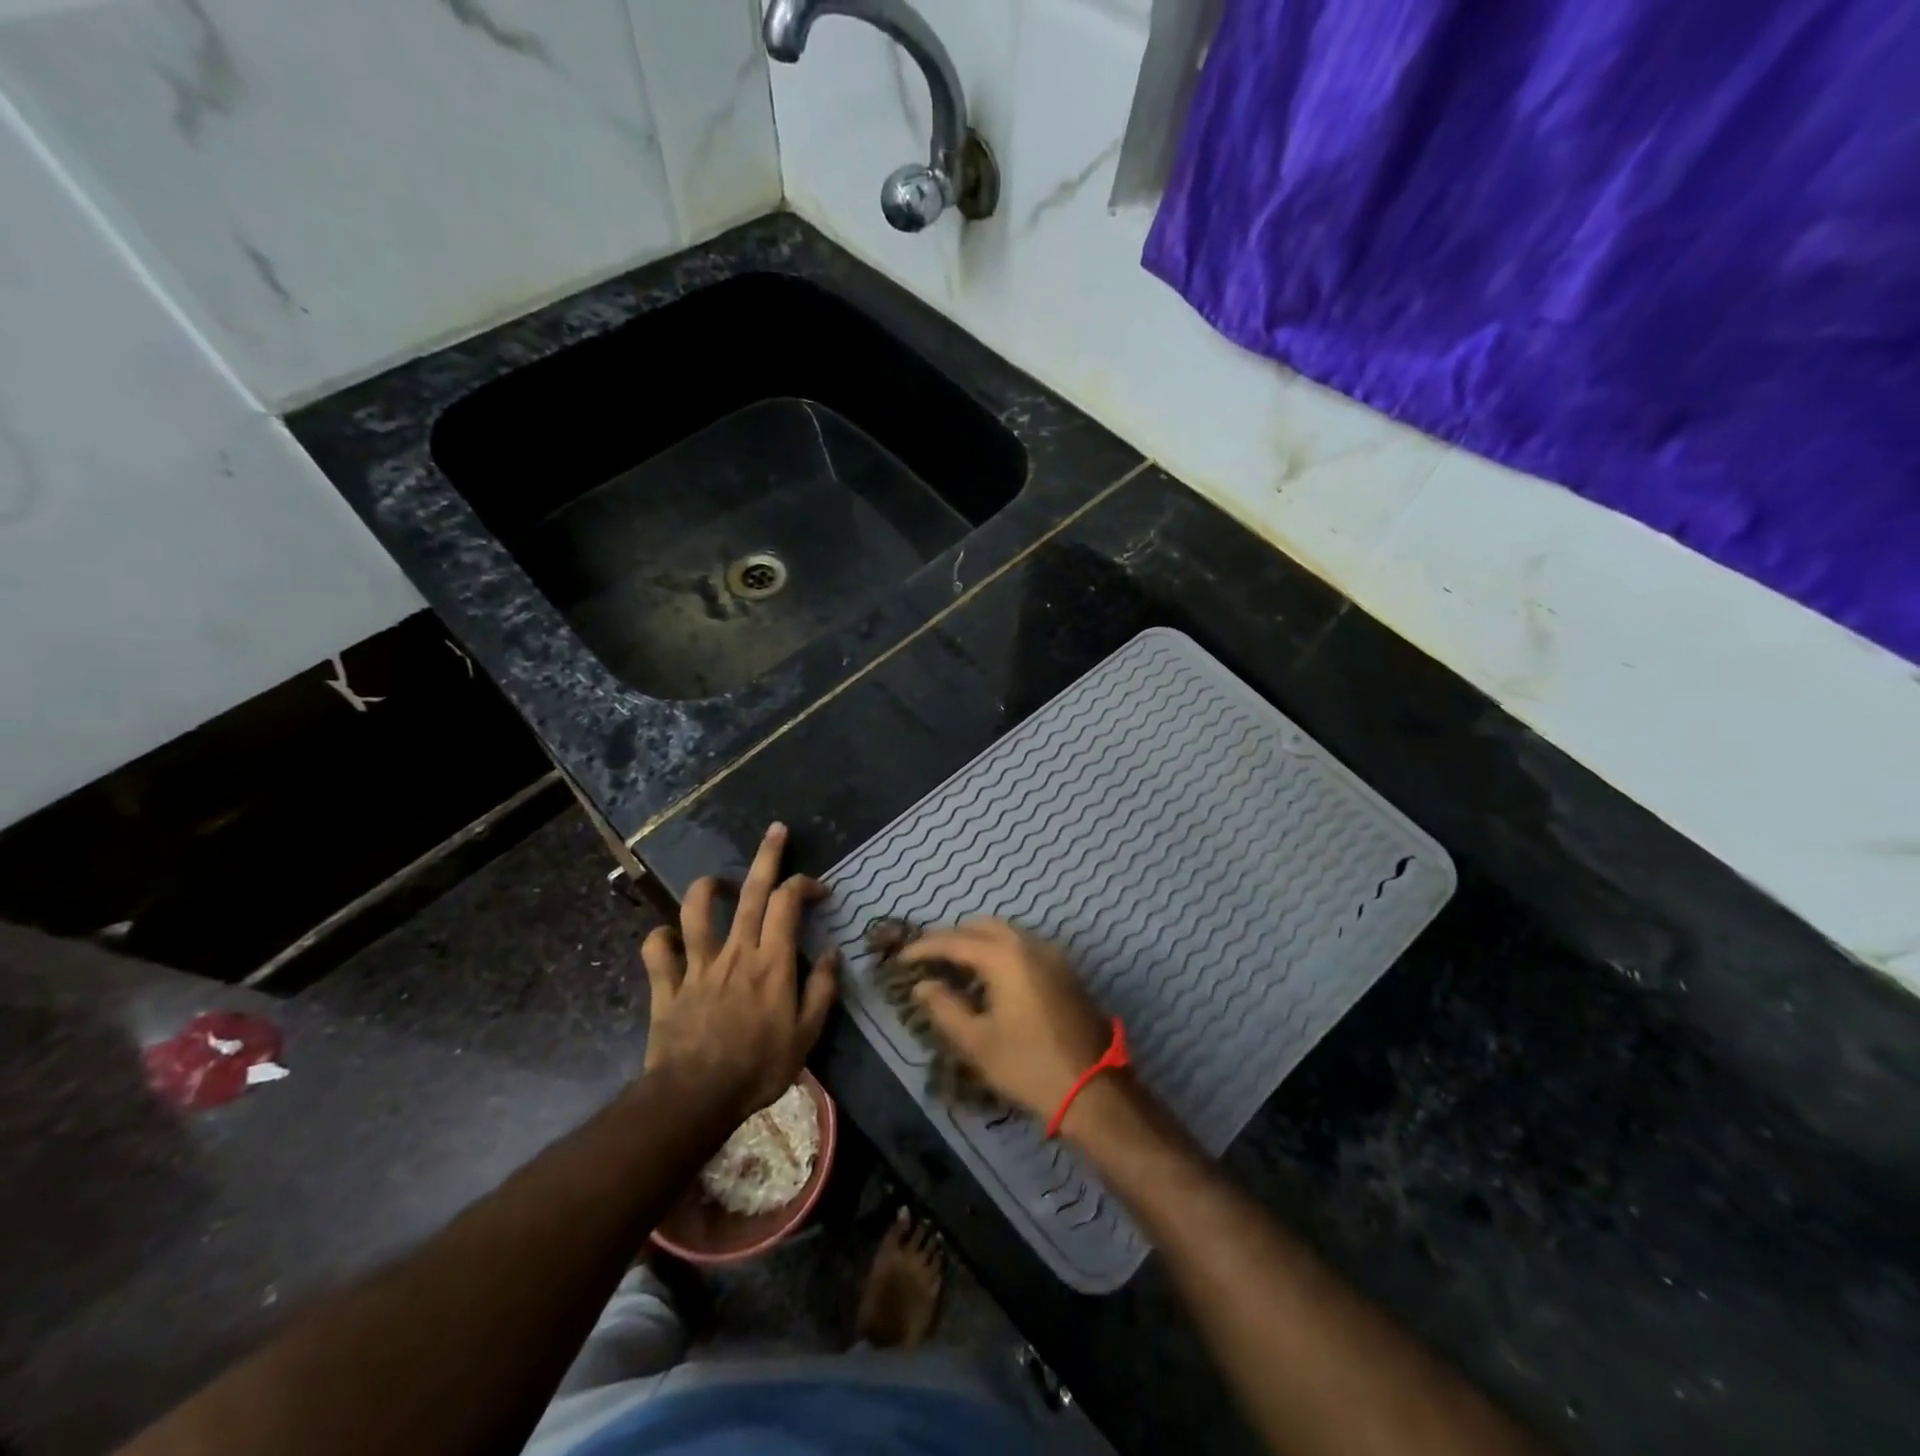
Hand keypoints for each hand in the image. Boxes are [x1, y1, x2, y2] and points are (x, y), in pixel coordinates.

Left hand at [640, 823, 838, 1120]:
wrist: (695, 1098)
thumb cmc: (758, 1067)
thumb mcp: (806, 1035)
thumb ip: (822, 990)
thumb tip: (833, 953)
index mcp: (771, 961)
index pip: (788, 903)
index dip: (805, 885)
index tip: (819, 889)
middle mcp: (735, 952)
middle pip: (752, 892)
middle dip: (766, 856)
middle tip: (776, 830)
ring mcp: (697, 965)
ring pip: (696, 911)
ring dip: (707, 888)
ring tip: (719, 882)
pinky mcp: (667, 985)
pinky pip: (656, 951)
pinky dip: (660, 938)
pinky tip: (668, 937)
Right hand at [901, 918, 1111, 1120]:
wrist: (1094, 1090)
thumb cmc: (1029, 1066)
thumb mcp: (977, 1042)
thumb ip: (945, 1008)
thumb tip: (924, 985)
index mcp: (1006, 957)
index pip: (955, 941)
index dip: (925, 948)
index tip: (903, 959)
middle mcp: (1031, 945)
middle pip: (983, 926)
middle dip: (953, 937)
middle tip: (929, 959)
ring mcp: (1053, 955)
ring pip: (1007, 933)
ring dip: (978, 942)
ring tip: (956, 967)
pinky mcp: (1065, 971)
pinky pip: (1025, 946)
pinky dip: (1001, 951)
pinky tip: (990, 977)